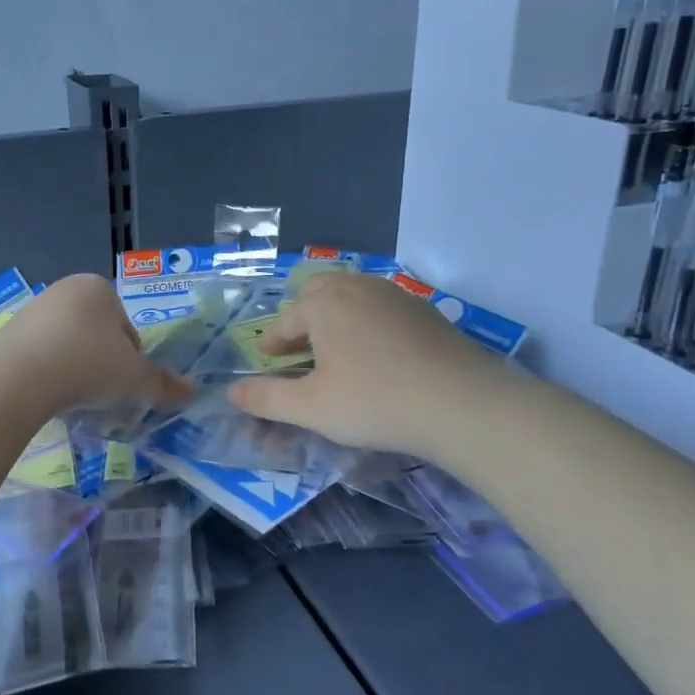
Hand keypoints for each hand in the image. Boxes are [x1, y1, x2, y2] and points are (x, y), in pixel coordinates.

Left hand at [0, 274, 192, 415]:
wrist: (18, 375)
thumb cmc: (87, 363)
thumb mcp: (133, 377)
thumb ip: (162, 383)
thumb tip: (191, 392)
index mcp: (99, 288)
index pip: (127, 328)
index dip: (131, 359)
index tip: (123, 383)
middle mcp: (65, 289)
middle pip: (97, 334)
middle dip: (101, 362)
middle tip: (100, 392)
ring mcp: (33, 309)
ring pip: (68, 344)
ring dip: (74, 368)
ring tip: (73, 397)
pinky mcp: (8, 332)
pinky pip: (40, 354)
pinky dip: (48, 372)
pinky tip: (47, 394)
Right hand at [226, 272, 506, 460]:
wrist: (462, 404)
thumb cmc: (374, 401)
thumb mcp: (311, 407)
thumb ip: (267, 399)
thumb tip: (231, 393)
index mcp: (324, 303)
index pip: (286, 320)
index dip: (273, 342)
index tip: (269, 360)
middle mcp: (358, 287)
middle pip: (319, 293)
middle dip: (304, 317)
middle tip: (300, 349)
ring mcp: (397, 296)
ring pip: (354, 297)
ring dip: (337, 318)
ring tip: (336, 350)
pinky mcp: (427, 312)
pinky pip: (383, 310)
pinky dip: (369, 325)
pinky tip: (378, 356)